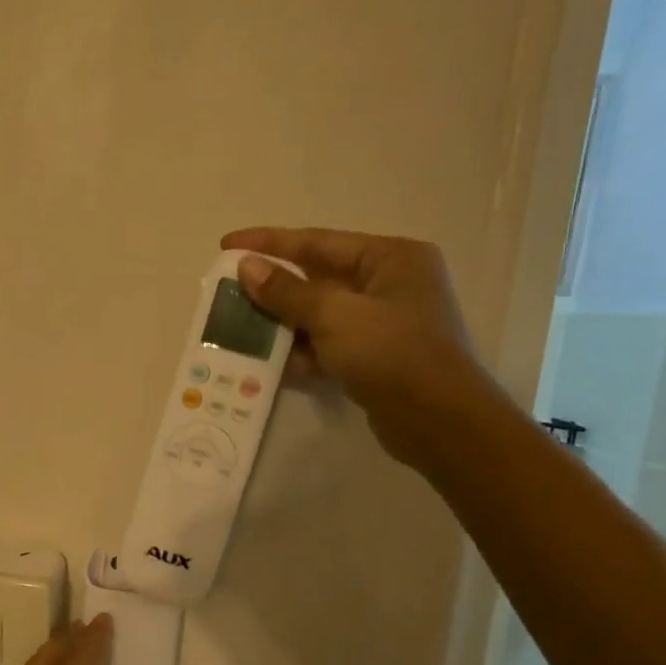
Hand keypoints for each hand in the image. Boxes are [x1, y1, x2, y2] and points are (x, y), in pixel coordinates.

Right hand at [223, 227, 504, 469]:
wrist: (439, 422)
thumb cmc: (393, 353)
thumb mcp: (335, 316)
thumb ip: (287, 292)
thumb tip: (246, 267)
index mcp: (389, 259)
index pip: (317, 242)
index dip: (268, 242)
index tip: (226, 244)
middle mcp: (388, 285)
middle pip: (315, 280)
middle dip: (271, 289)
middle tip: (226, 292)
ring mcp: (381, 325)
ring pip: (317, 317)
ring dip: (279, 325)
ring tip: (236, 330)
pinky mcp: (373, 359)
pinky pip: (325, 347)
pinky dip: (298, 354)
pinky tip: (264, 364)